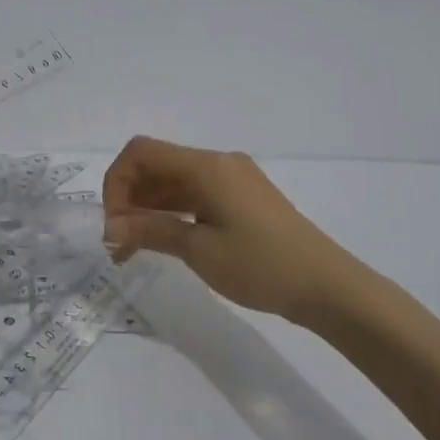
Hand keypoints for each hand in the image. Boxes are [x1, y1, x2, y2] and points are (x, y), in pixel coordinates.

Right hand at [101, 136, 377, 323]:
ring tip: (133, 250)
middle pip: (156, 165)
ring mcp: (232, 178)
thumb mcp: (199, 250)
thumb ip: (151, 231)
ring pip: (174, 181)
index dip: (117, 183)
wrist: (329, 287)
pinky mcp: (242, 197)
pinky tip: (163, 240)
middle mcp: (217, 162)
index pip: (141, 153)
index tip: (113, 225)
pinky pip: (194, 193)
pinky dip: (171, 211)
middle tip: (118, 244)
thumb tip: (110, 230)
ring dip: (148, 208)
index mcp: (206, 166)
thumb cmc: (261, 266)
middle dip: (129, 198)